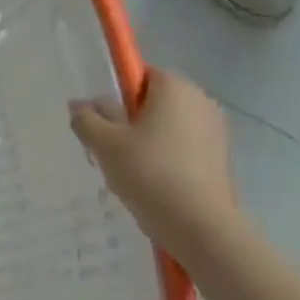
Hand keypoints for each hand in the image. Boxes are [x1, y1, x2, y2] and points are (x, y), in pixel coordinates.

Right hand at [69, 69, 241, 253]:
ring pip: (167, 126)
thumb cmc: (149, 173)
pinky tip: (151, 183)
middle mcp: (201, 100)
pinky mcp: (220, 157)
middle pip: (154, 101)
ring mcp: (215, 130)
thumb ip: (86, 119)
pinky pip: (182, 146)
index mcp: (175, 88)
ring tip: (128, 170)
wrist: (199, 225)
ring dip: (146, 141)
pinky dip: (165, 157)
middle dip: (129, 120)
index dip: (116, 95)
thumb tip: (79, 104)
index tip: (104, 122)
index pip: (139, 74)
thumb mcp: (104, 144)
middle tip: (109, 148)